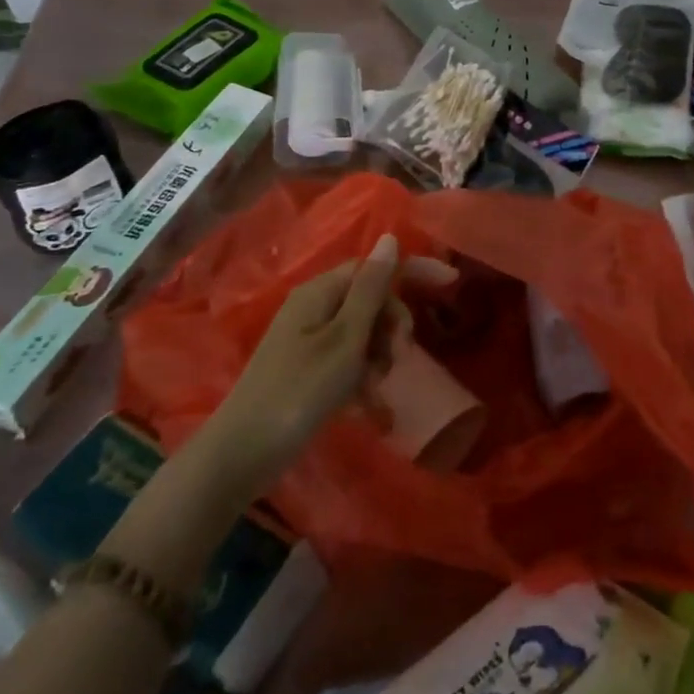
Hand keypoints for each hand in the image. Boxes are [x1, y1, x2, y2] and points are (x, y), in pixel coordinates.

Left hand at [211, 235, 457, 474]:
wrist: (242, 454)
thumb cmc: (300, 391)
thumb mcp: (345, 338)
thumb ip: (371, 289)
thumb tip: (390, 239)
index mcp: (320, 291)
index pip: (376, 266)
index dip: (413, 271)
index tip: (451, 283)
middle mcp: (314, 307)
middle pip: (371, 299)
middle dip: (393, 324)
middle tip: (398, 356)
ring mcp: (308, 338)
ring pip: (363, 331)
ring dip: (379, 353)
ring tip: (376, 385)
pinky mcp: (307, 367)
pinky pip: (348, 357)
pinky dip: (361, 374)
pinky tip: (365, 402)